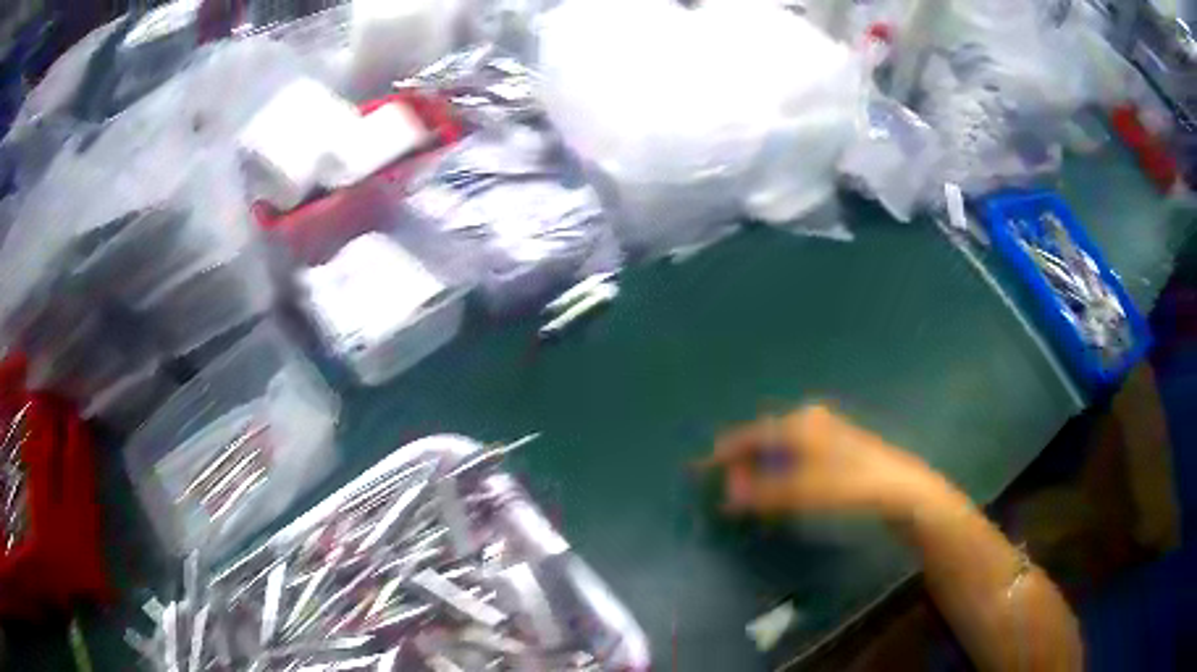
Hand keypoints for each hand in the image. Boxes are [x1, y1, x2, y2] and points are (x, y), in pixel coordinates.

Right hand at [700, 404, 948, 518]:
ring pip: (782, 449)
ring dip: (762, 470)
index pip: (751, 436)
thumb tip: (728, 496)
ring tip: (749, 492)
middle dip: (744, 464)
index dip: (725, 454)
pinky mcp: (837, 449)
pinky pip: (797, 457)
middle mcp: (809, 421)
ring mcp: (826, 433)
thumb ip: (763, 493)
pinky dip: (782, 472)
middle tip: (729, 489)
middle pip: (765, 440)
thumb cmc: (850, 485)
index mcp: (798, 423)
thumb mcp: (803, 491)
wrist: (900, 489)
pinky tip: (782, 489)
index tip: (702, 469)